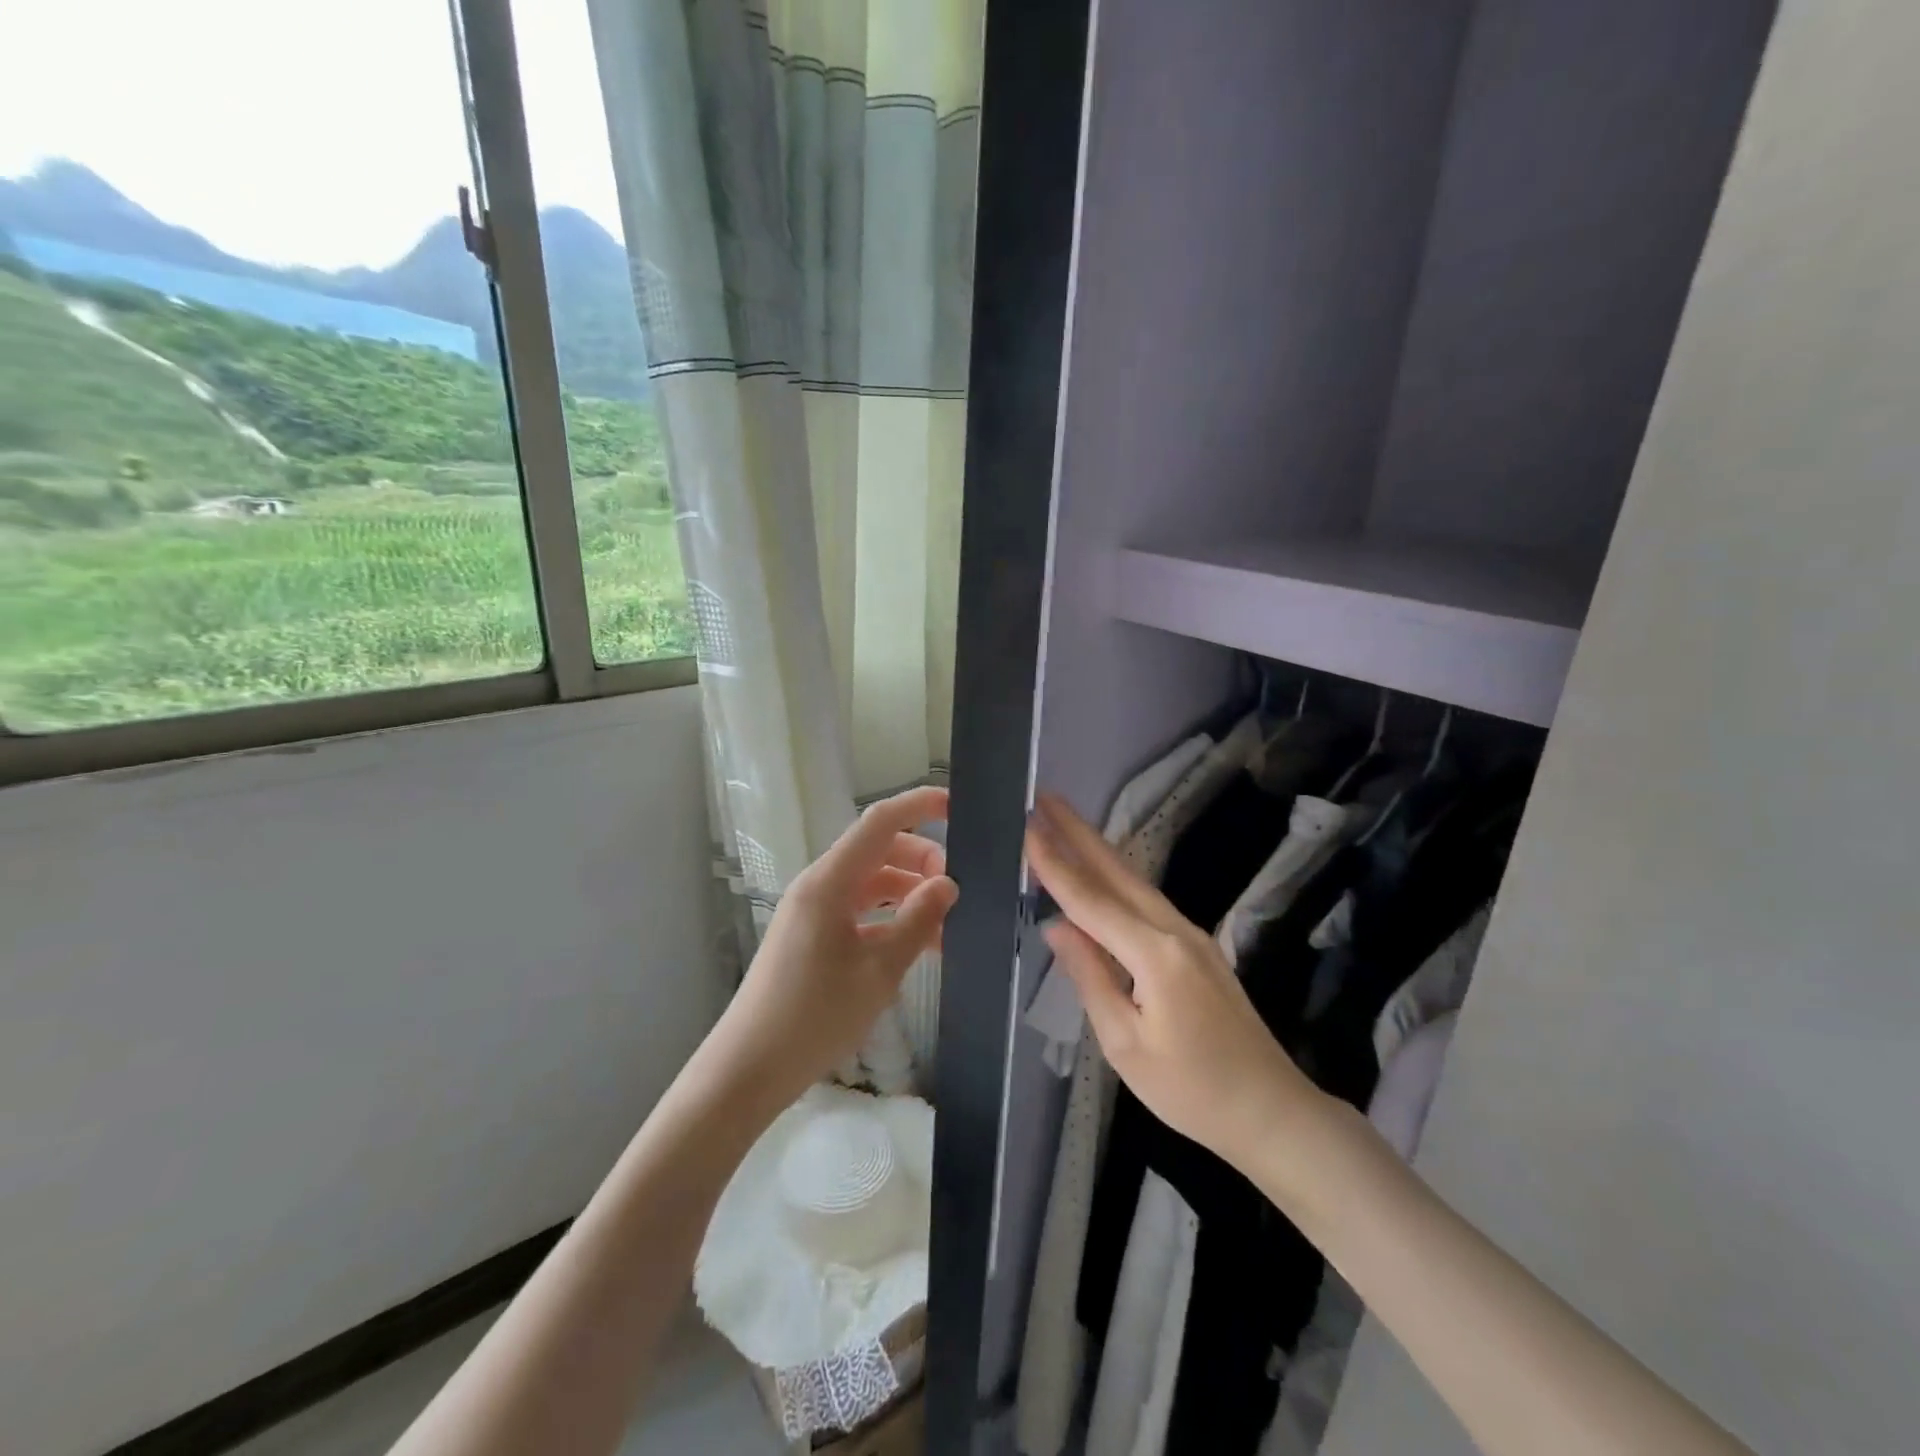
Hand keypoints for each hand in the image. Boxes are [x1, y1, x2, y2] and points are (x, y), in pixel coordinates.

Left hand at [702, 786, 957, 1117]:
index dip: (919, 805)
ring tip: (945, 929)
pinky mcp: (813, 935)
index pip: (880, 822)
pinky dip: (891, 919)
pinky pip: (860, 911)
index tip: (958, 809)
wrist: (749, 1069)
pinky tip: (918, 946)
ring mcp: (814, 910)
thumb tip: (948, 884)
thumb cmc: (814, 1017)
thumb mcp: (879, 971)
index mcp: (830, 882)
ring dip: (910, 895)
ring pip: (873, 883)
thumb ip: (918, 921)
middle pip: (879, 850)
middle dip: (922, 862)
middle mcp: (820, 885)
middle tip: (957, 895)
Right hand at [1025, 792, 1322, 1163]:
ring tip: (1064, 823)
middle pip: (1118, 872)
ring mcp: (1192, 935)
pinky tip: (1101, 874)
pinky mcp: (1198, 947)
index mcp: (1155, 954)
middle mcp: (1175, 930)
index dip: (1055, 864)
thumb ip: (1090, 977)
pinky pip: (1147, 901)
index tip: (1027, 827)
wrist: (1271, 1110)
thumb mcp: (1125, 1043)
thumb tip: (1057, 926)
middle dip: (1079, 833)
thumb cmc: (1191, 1089)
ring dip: (1098, 850)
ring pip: (1135, 881)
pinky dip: (1116, 879)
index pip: (1090, 900)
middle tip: (1046, 799)